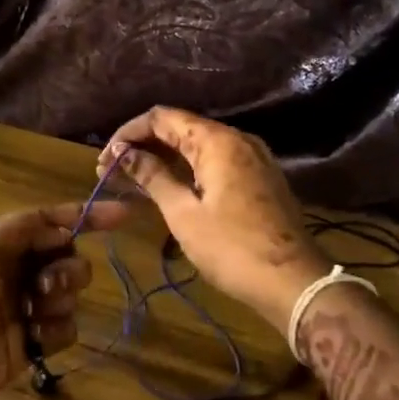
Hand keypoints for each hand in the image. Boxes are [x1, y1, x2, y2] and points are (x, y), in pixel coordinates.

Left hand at [0, 200, 126, 399]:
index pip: (47, 222)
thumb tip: (63, 224)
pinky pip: (63, 329)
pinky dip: (56, 330)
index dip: (84, 215)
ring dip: (61, 297)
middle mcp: (10, 271)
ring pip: (68, 293)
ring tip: (34, 312)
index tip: (123, 216)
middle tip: (46, 284)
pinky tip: (35, 339)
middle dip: (66, 266)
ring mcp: (19, 310)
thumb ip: (22, 229)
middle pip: (65, 257)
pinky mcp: (27, 347)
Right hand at [96, 107, 327, 326]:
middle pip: (180, 128)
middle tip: (112, 173)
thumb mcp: (183, 214)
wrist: (293, 282)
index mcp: (217, 141)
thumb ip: (153, 177)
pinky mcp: (258, 177)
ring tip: (132, 181)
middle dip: (143, 147)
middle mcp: (236, 139)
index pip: (162, 118)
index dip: (128, 134)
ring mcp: (252, 158)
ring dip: (164, 159)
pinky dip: (187, 169)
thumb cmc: (232, 248)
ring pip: (197, 146)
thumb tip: (124, 154)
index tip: (105, 160)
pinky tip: (167, 188)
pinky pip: (215, 162)